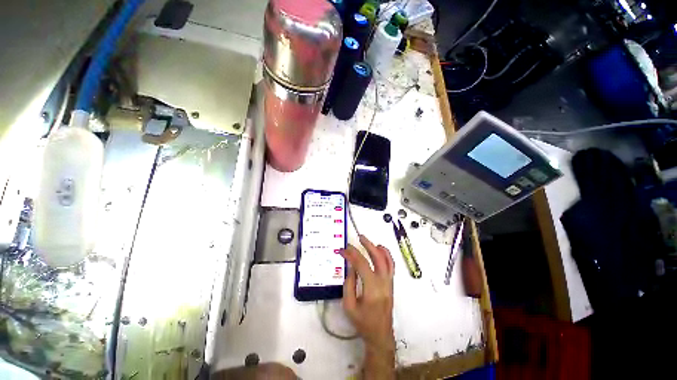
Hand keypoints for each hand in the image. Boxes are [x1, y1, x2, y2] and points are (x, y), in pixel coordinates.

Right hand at [342, 235, 395, 378]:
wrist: (380, 334)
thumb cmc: (362, 322)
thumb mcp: (349, 305)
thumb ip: (349, 283)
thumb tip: (351, 265)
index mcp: (372, 289)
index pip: (361, 264)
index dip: (352, 254)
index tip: (343, 250)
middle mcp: (383, 282)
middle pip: (377, 258)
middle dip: (367, 245)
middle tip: (358, 238)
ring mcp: (390, 282)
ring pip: (387, 259)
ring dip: (378, 247)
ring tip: (368, 241)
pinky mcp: (391, 283)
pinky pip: (391, 265)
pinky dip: (386, 255)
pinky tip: (379, 249)